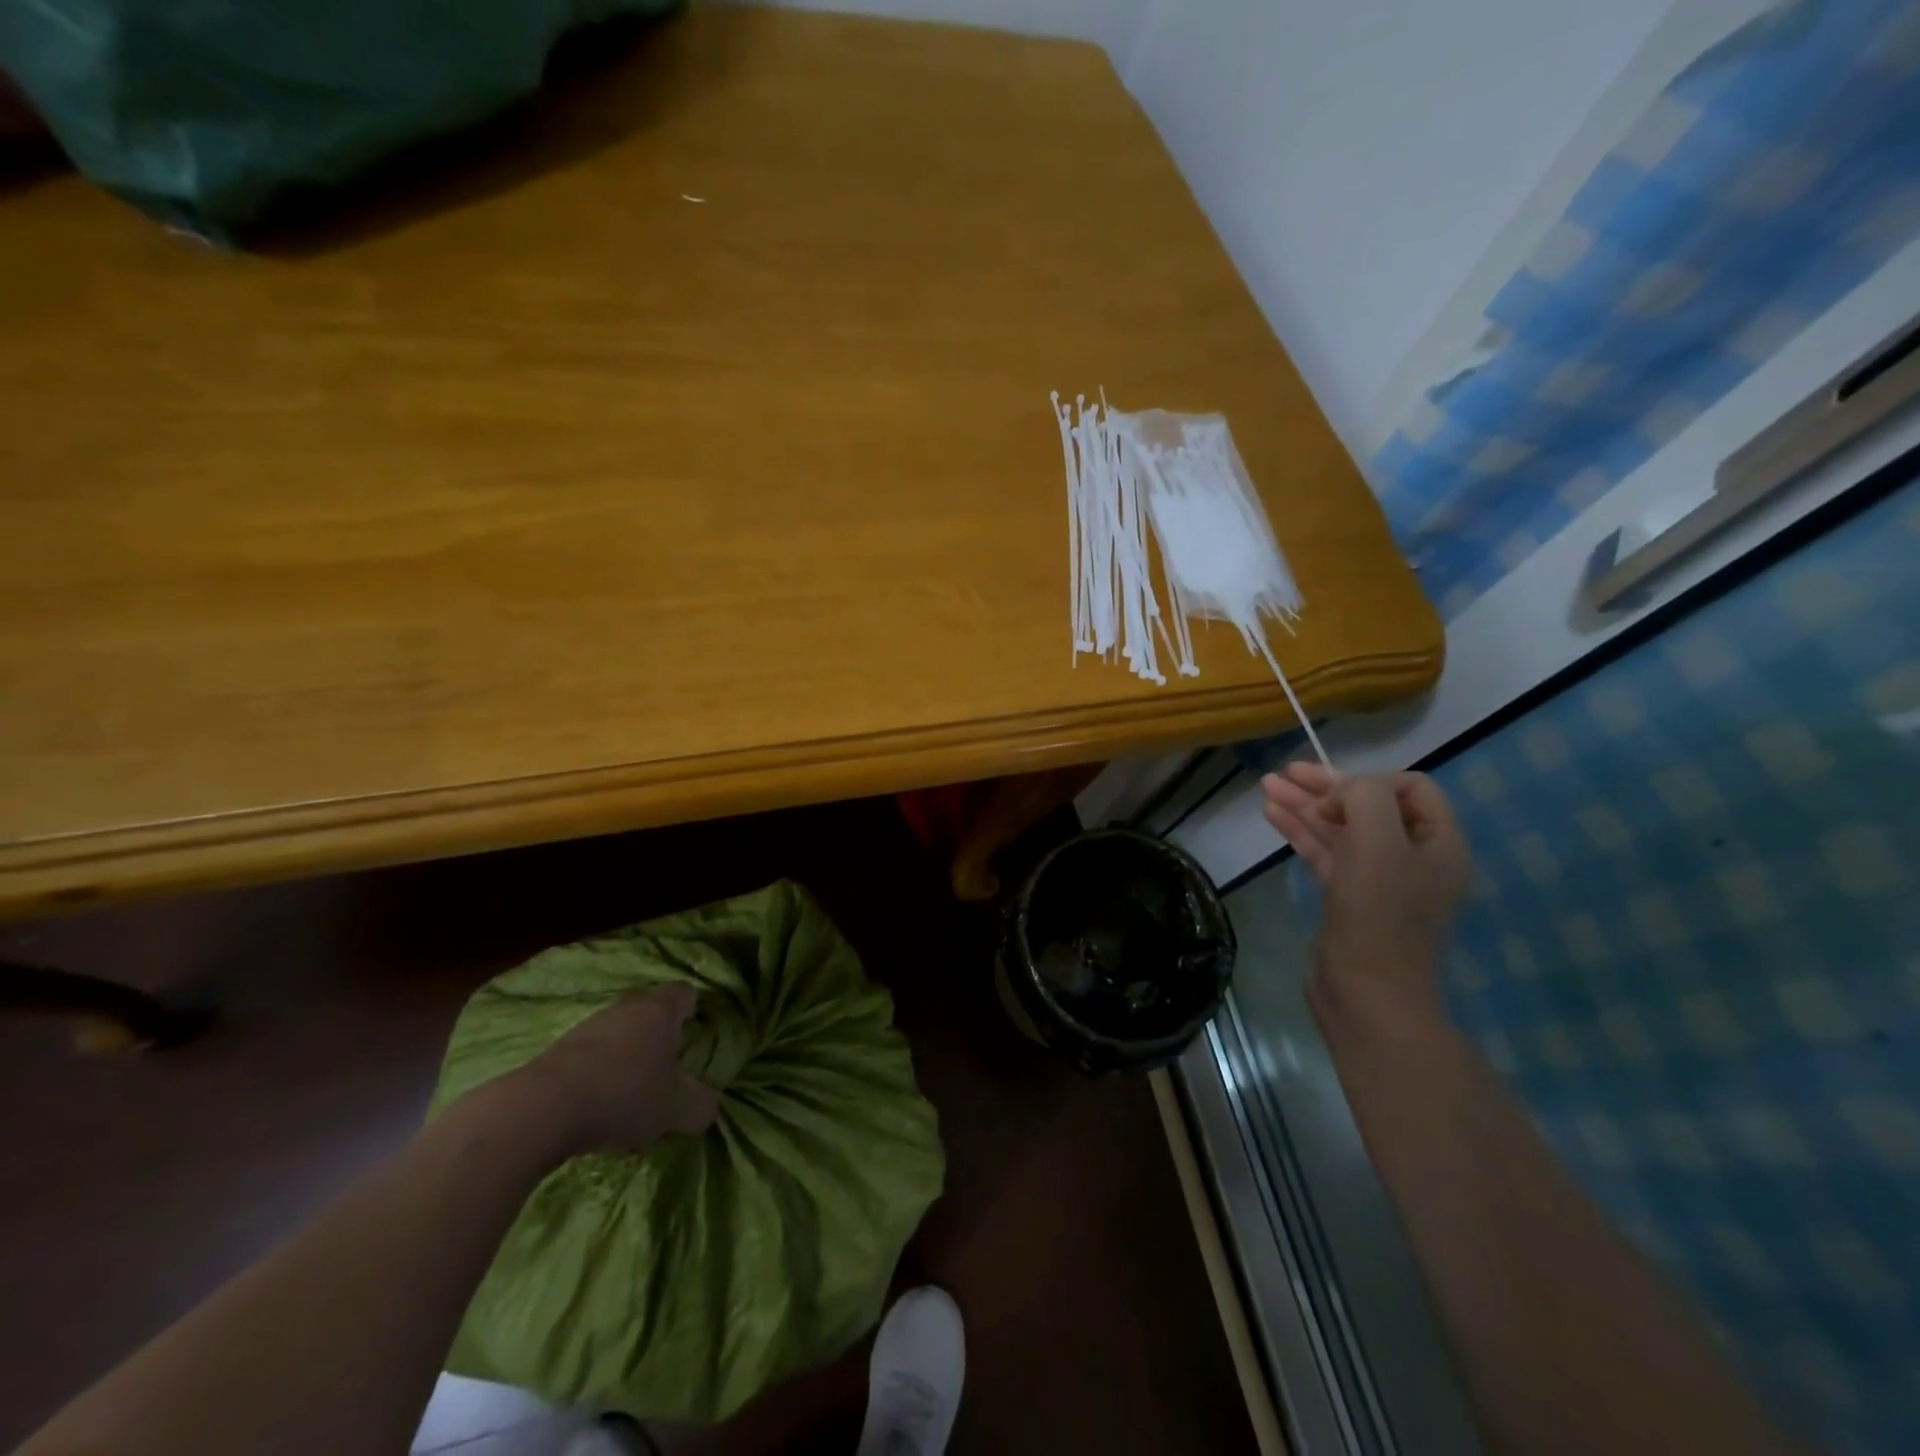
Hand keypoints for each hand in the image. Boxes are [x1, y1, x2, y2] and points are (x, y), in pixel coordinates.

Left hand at [514, 985, 721, 1156]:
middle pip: (650, 1010)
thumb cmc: (623, 1094)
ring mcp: (588, 1026)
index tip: (696, 1033)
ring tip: (630, 1093)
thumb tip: (709, 1106)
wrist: (541, 1109)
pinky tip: (597, 1105)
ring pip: (618, 1033)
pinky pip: (590, 1055)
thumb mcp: (675, 1109)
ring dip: (626, 1055)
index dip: (694, 1009)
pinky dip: (598, 1073)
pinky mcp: (558, 1051)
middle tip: (667, 1066)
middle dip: (659, 1035)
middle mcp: (626, 1008)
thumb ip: (700, 1106)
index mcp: (660, 1010)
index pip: (685, 993)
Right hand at [1261, 765, 1470, 1035]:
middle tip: (1285, 773)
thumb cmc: (1378, 912)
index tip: (1332, 798)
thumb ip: (1364, 796)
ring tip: (1267, 786)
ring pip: (1341, 829)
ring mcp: (1380, 880)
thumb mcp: (1378, 840)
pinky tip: (1273, 815)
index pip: (1409, 788)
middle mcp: (1414, 857)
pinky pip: (1327, 853)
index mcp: (1439, 843)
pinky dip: (1301, 832)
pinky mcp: (1349, 898)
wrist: (1366, 992)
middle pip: (1369, 806)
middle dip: (1326, 787)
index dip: (1368, 782)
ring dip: (1306, 806)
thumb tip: (1339, 796)